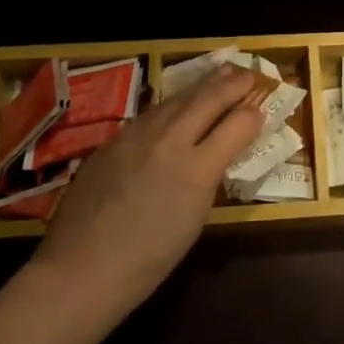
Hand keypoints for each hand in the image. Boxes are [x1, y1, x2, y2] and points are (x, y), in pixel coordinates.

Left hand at [28, 66, 264, 329]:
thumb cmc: (148, 261)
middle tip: (249, 74)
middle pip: (207, 100)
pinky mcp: (113, 139)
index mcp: (197, 169)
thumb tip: (217, 154)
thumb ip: (209, 177)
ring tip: (220, 75)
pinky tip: (177, 105)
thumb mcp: (194, 219)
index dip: (252, 115)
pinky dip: (172, 105)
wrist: (81, 270)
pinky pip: (151, 113)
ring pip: (177, 100)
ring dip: (202, 86)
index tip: (262, 108)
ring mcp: (137, 135)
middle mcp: (169, 140)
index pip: (237, 126)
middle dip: (232, 84)